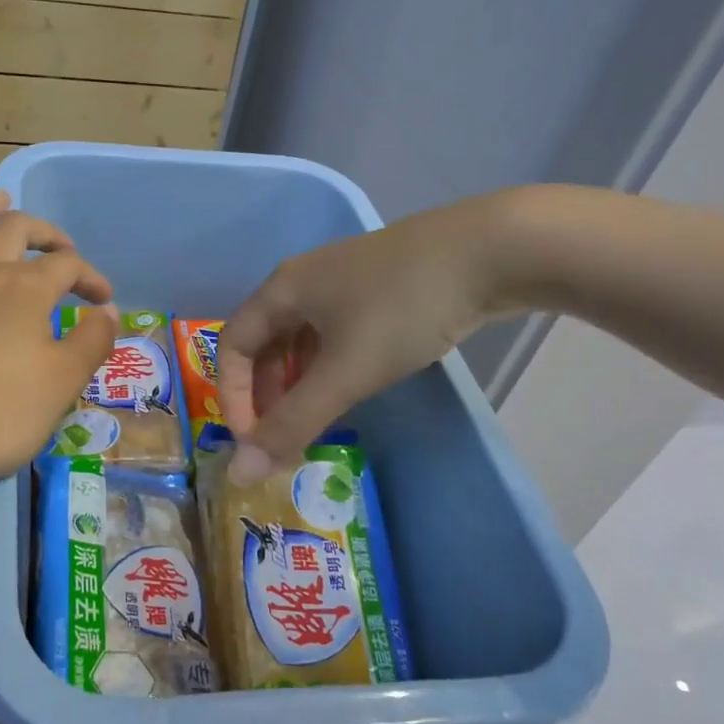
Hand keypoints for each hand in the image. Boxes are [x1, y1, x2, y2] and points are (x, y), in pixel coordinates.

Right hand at [218, 193, 536, 478]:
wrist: (492, 250)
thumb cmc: (403, 308)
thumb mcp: (346, 371)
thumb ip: (293, 423)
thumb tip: (241, 473)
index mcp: (281, 289)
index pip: (231, 346)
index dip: (233, 397)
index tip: (255, 443)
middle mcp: (302, 281)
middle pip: (264, 344)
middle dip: (266, 395)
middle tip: (286, 439)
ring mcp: (341, 281)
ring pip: (300, 340)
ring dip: (297, 385)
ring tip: (317, 421)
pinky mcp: (375, 287)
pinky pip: (332, 334)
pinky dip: (327, 368)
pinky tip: (351, 387)